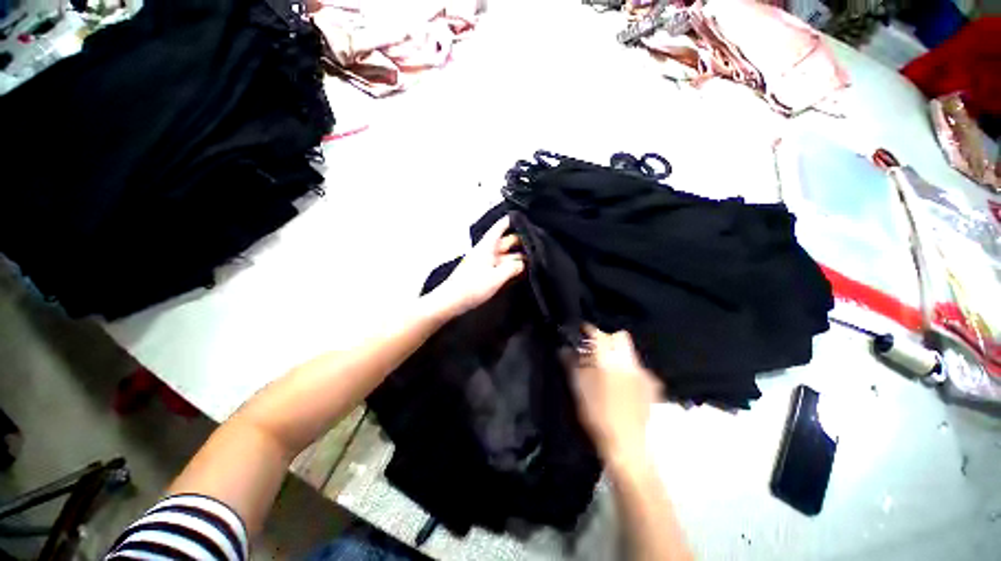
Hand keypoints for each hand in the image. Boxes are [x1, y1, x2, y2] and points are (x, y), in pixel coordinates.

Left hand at [432, 215, 524, 316]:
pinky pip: (499, 266)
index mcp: (487, 247)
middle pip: (505, 241)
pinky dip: (509, 267)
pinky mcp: (483, 273)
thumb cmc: (470, 287)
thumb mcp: (497, 277)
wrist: (452, 300)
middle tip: (535, 247)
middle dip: (520, 243)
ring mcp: (484, 262)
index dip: (512, 221)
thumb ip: (513, 268)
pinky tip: (516, 273)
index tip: (523, 219)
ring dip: (515, 257)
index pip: (500, 227)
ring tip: (530, 262)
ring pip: (504, 255)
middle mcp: (486, 252)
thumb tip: (523, 264)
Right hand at [566, 325, 661, 470]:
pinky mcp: (652, 386)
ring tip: (607, 369)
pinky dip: (628, 370)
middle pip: (620, 337)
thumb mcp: (579, 388)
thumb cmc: (598, 414)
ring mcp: (644, 373)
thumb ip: (571, 364)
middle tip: (594, 350)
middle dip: (607, 338)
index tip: (580, 331)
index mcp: (609, 359)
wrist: (628, 445)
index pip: (598, 334)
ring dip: (617, 354)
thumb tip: (564, 349)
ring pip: (630, 353)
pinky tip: (622, 385)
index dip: (588, 330)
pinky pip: (638, 369)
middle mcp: (629, 361)